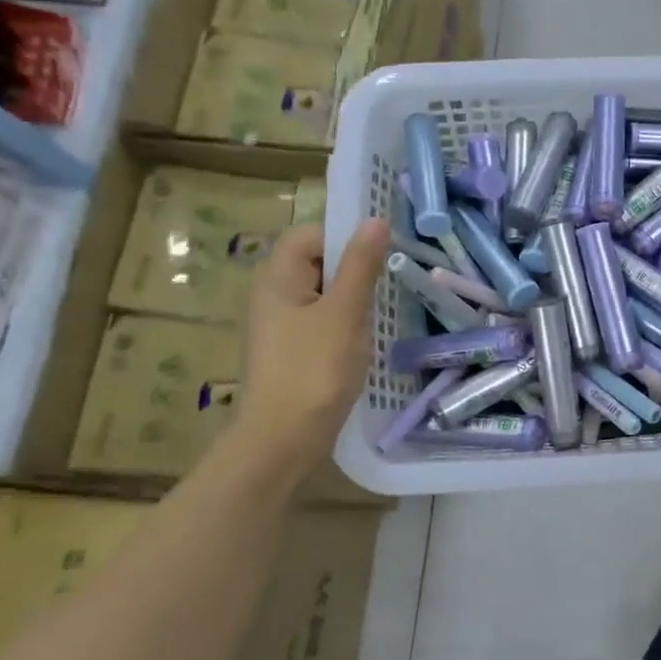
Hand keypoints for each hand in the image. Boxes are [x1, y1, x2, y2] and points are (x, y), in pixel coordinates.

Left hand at [238, 218, 390, 467]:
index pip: (308, 235)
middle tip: (388, 280)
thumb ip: (360, 265)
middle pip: (315, 263)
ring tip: (381, 310)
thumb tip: (375, 220)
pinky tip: (365, 339)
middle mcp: (272, 296)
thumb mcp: (344, 312)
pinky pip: (321, 321)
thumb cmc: (314, 370)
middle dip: (352, 267)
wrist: (283, 439)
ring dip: (352, 297)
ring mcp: (280, 326)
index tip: (380, 251)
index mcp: (277, 278)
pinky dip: (344, 322)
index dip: (342, 235)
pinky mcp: (291, 351)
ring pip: (322, 294)